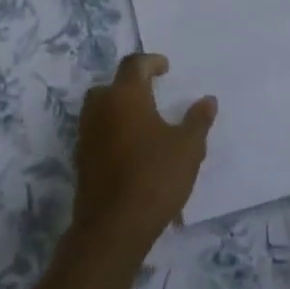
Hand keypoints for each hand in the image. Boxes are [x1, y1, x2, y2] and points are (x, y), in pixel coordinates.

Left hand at [71, 54, 216, 256]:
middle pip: (111, 85)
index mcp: (125, 96)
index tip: (165, 68)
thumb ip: (197, 120)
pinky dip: (112, 131)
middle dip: (130, 85)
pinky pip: (97, 132)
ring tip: (144, 122)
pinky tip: (131, 148)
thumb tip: (207, 100)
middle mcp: (100, 108)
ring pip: (100, 109)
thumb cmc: (155, 177)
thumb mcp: (188, 148)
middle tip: (152, 93)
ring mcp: (86, 134)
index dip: (151, 62)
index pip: (134, 64)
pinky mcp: (82, 159)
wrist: (114, 226)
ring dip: (119, 108)